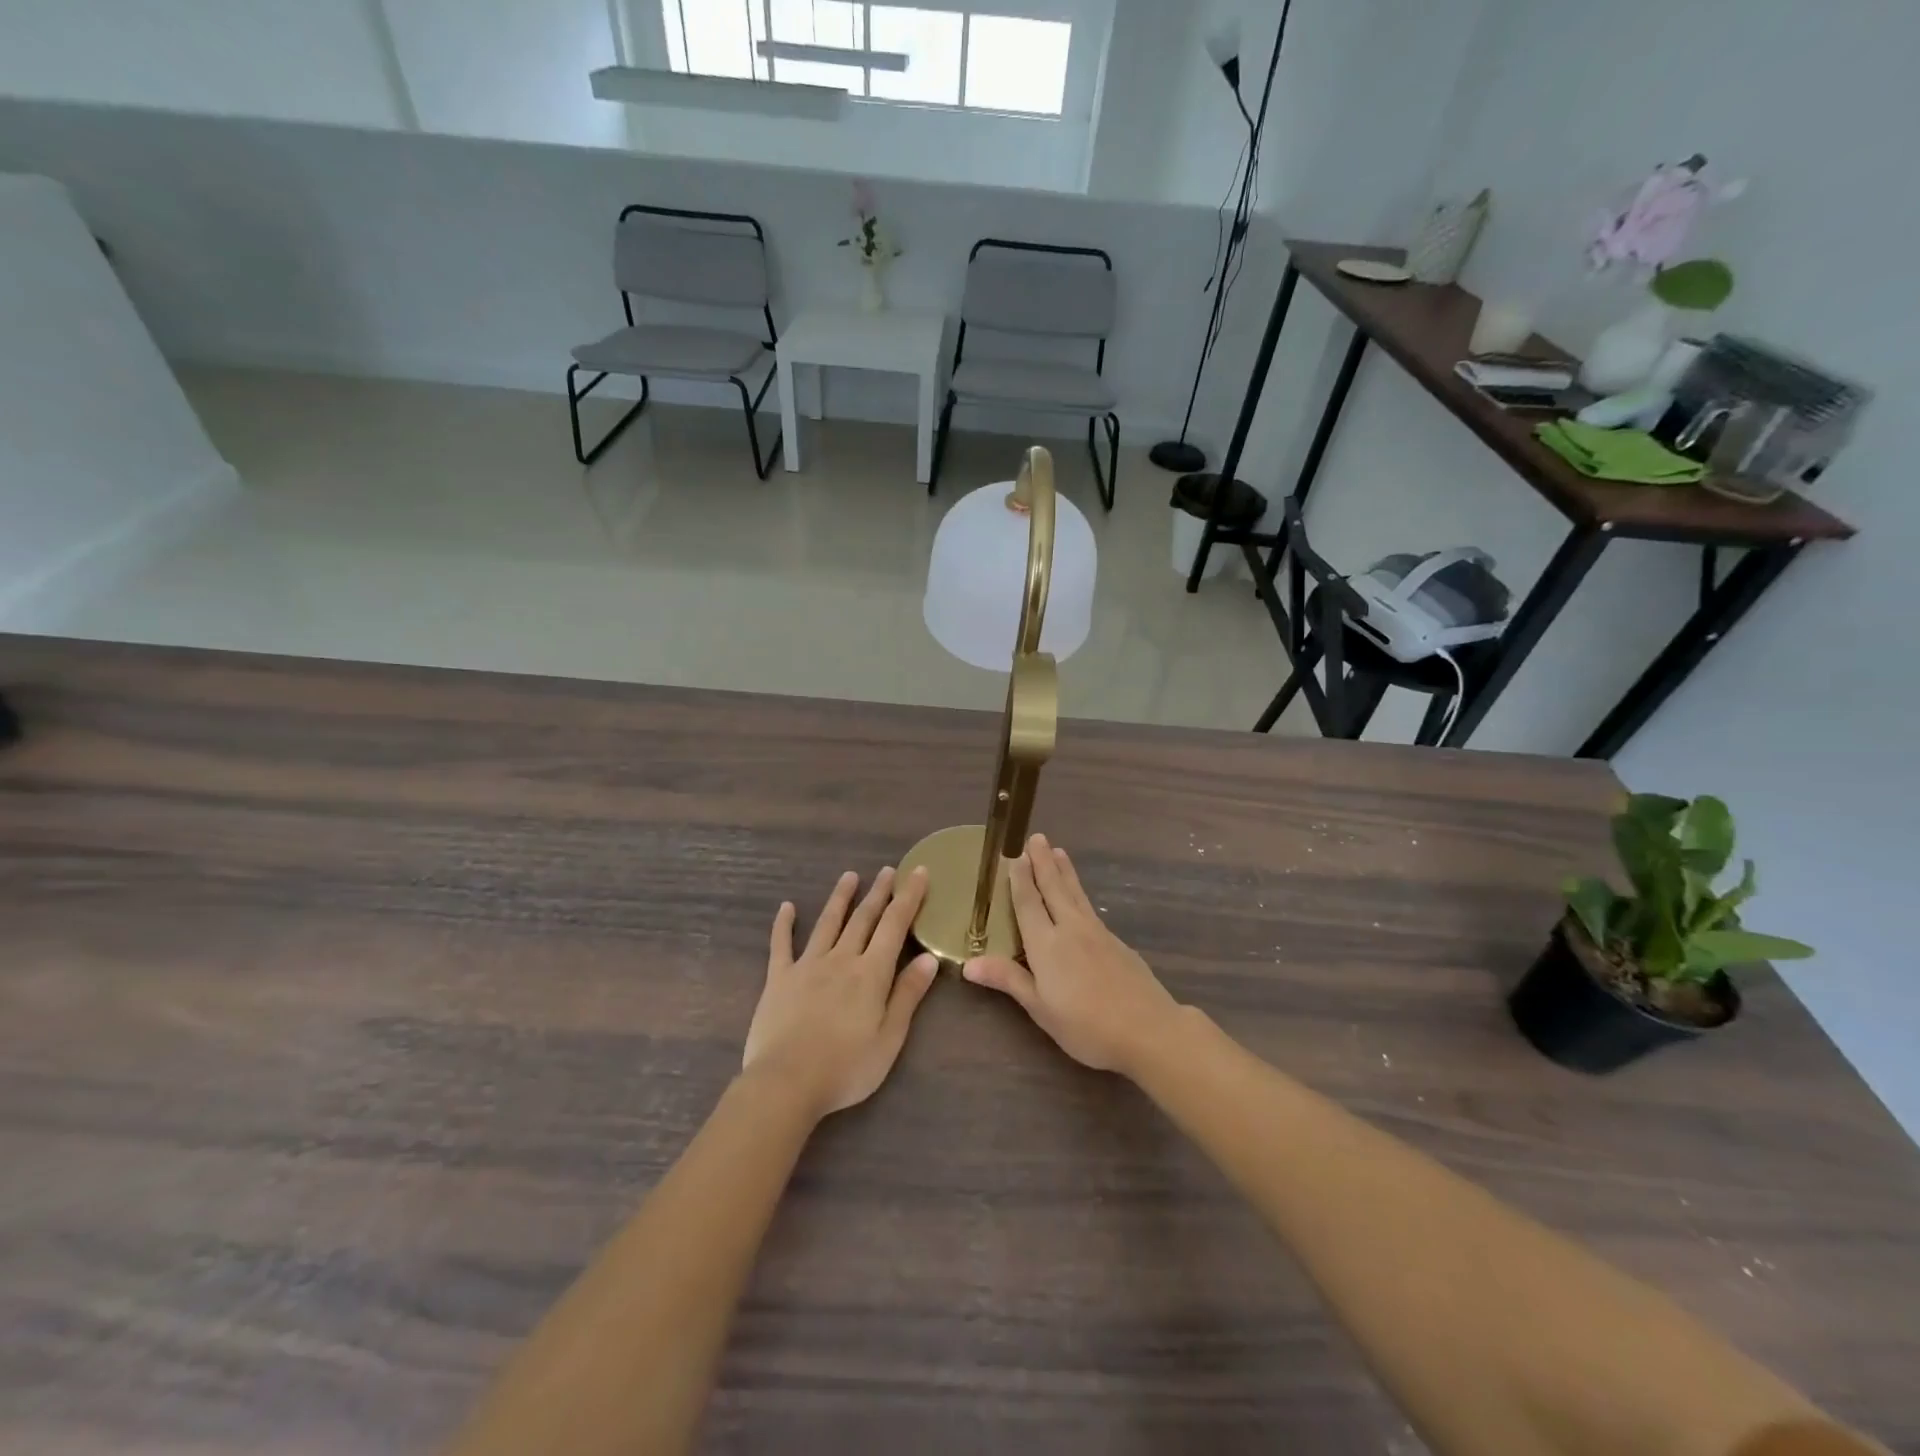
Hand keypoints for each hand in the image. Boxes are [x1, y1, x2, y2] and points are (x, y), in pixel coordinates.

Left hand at [743, 866, 939, 1121]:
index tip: (918, 871)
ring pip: (827, 923)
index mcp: (871, 973)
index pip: (894, 925)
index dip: (908, 897)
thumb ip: (908, 994)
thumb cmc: (846, 1068)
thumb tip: (928, 957)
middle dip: (878, 892)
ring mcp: (807, 965)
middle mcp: (841, 959)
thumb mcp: (890, 1038)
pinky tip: (786, 907)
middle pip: (863, 918)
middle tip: (887, 870)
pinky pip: (781, 945)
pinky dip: (784, 924)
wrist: (786, 1083)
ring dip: (840, 898)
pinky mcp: (779, 979)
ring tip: (849, 876)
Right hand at [963, 834, 1179, 1077]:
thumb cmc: (1087, 1026)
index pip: (1028, 903)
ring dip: (1064, 871)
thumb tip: (968, 963)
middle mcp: (1071, 929)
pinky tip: (1079, 897)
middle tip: (1036, 837)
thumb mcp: (1041, 1009)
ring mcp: (1097, 933)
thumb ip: (1008, 980)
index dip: (1020, 879)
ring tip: (1058, 851)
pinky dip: (1079, 891)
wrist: (1148, 1029)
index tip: (1014, 854)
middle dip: (1043, 862)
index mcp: (1046, 944)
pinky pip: (1090, 907)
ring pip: (1075, 894)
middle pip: (1054, 888)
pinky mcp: (1116, 942)